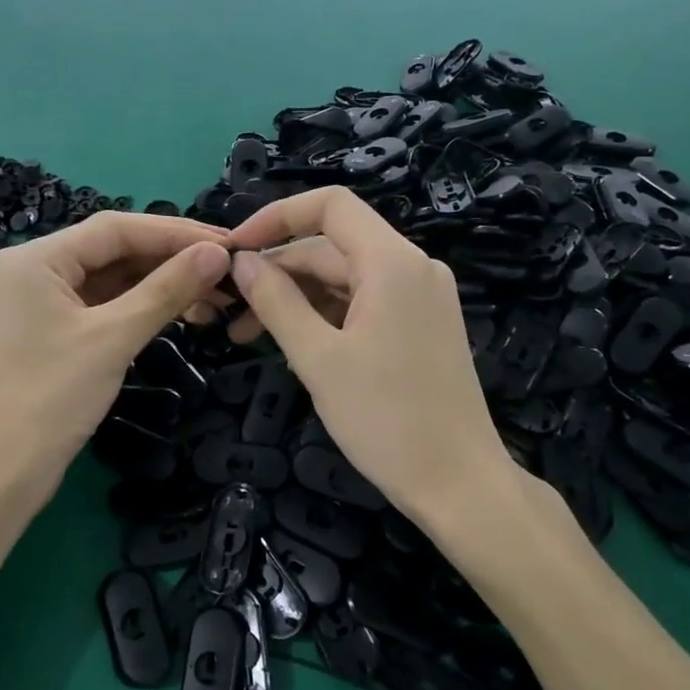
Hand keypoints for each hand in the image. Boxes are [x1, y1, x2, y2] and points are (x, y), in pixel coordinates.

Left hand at [0, 212, 231, 515]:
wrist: (3, 473)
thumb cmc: (51, 399)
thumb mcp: (114, 338)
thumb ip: (167, 290)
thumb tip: (218, 254)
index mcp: (37, 258)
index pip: (116, 229)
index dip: (175, 232)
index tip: (226, 243)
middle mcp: (36, 268)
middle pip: (114, 249)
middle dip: (171, 258)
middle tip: (227, 269)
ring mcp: (43, 300)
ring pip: (113, 277)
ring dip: (161, 283)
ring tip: (214, 294)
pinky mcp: (54, 328)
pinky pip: (105, 303)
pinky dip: (142, 305)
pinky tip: (180, 310)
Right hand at [226, 188, 528, 539]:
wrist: (459, 483)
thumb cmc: (387, 420)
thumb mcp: (318, 358)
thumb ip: (276, 301)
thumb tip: (241, 262)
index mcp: (392, 262)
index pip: (330, 206)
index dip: (276, 217)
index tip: (234, 248)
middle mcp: (412, 266)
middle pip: (333, 245)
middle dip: (278, 270)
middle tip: (230, 310)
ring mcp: (420, 296)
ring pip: (345, 276)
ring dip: (297, 297)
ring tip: (248, 334)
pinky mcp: (421, 323)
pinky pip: (364, 301)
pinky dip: (325, 314)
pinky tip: (292, 343)